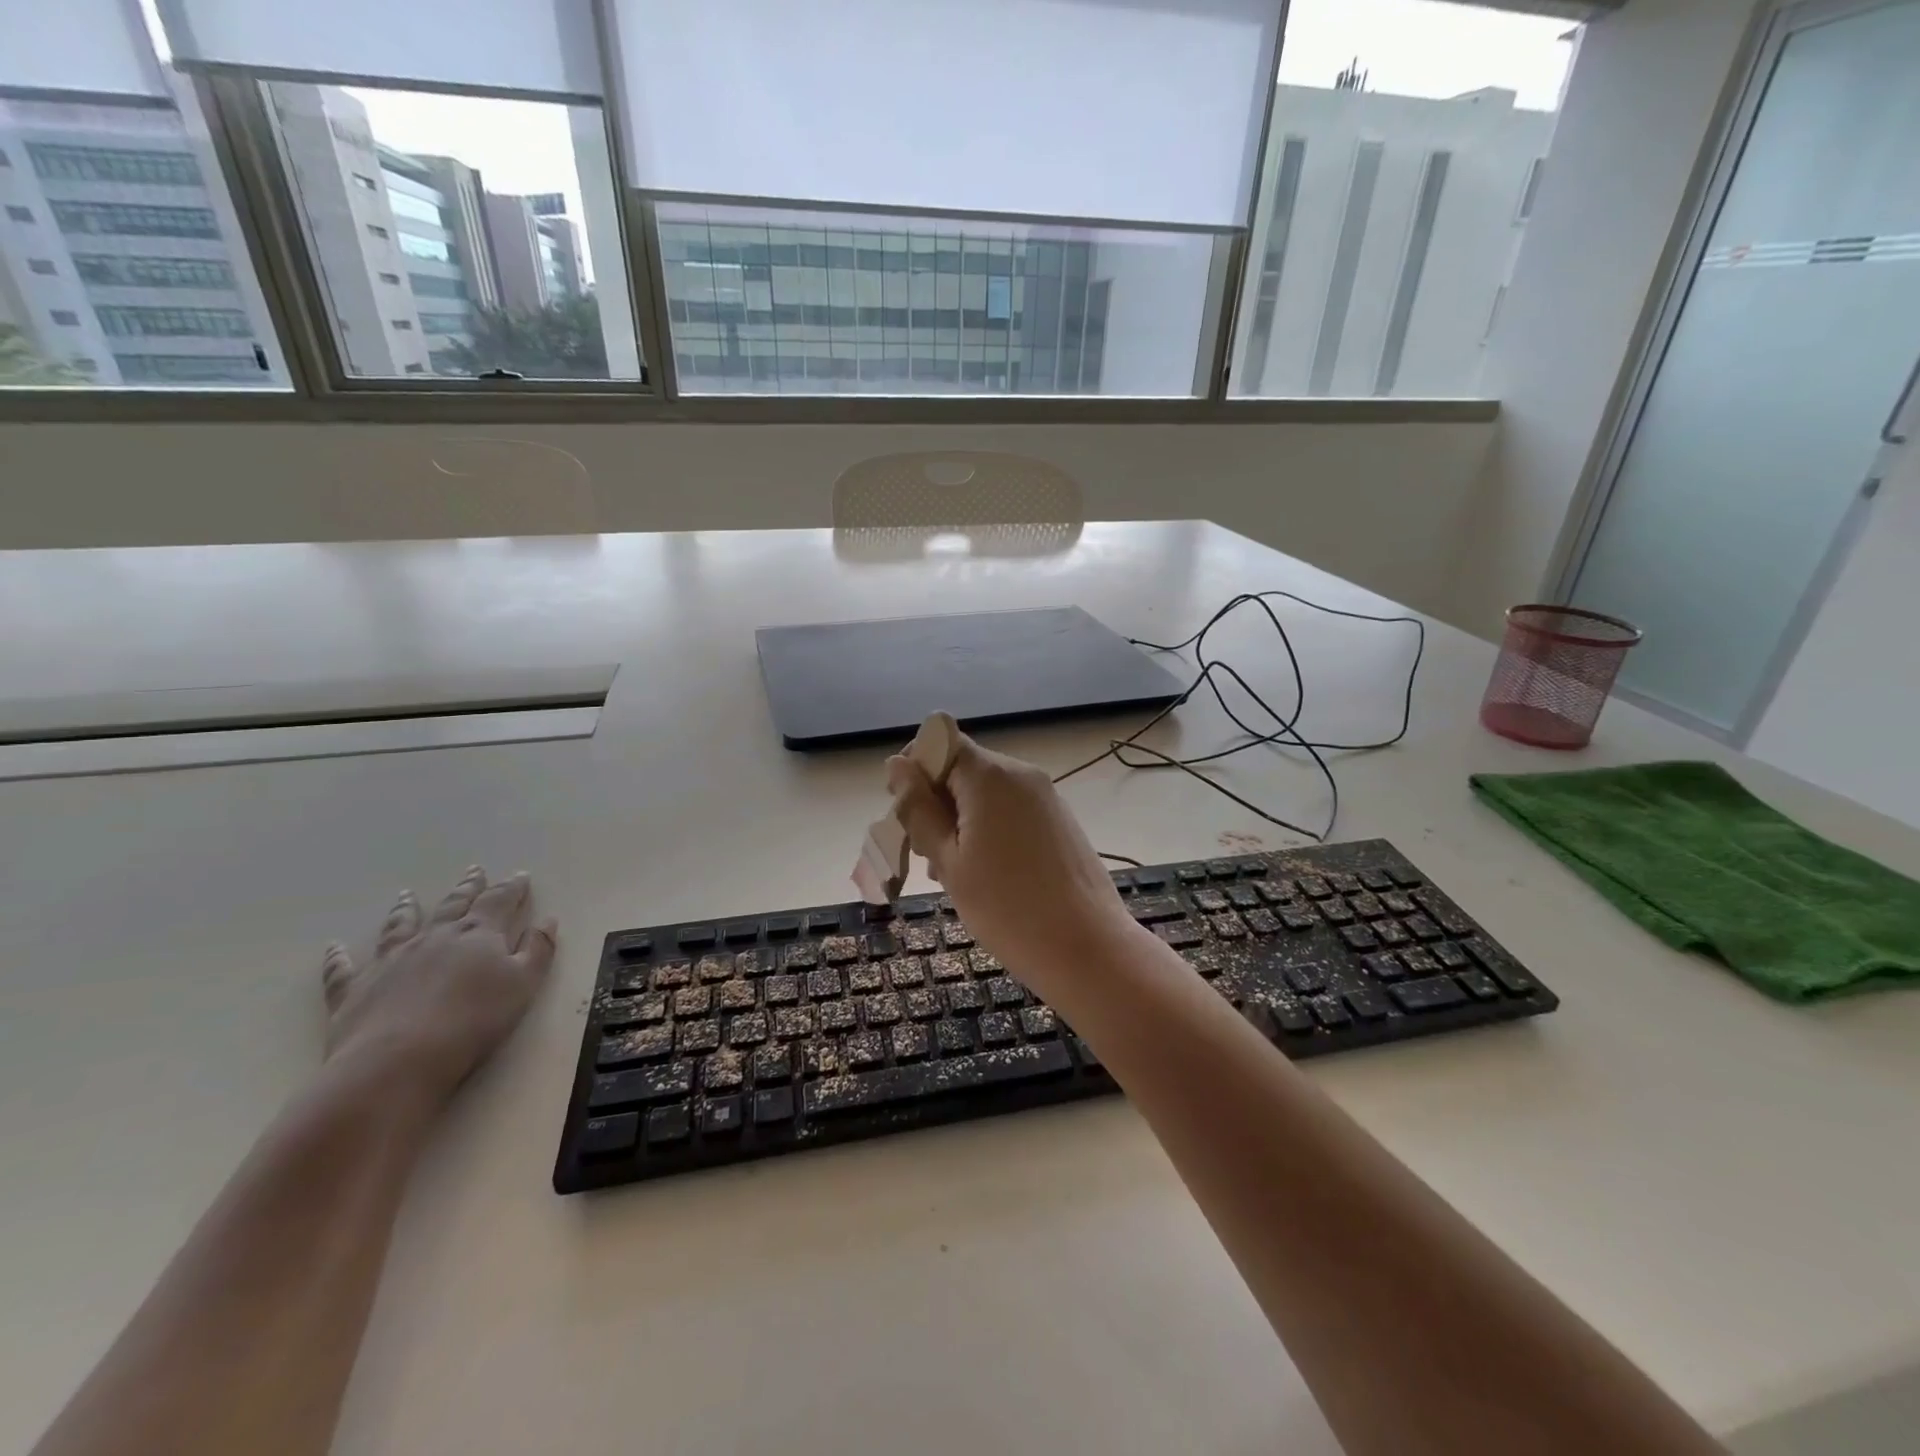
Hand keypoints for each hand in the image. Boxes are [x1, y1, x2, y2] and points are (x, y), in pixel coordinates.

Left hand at [319, 867, 556, 1101]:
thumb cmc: (474, 1021)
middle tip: (474, 870)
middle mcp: (435, 937)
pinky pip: (344, 968)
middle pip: (454, 905)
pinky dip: (339, 956)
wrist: (398, 1061)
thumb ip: (538, 950)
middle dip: (468, 887)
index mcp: (478, 934)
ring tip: (406, 894)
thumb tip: (547, 920)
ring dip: (406, 909)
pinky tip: (334, 947)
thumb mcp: (524, 984)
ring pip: (400, 925)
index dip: (512, 888)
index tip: (520, 875)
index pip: (499, 901)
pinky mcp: (355, 989)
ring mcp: (392, 960)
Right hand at [887, 735, 1136, 995]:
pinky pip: (1011, 810)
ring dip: (959, 820)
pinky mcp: (1059, 820)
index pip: (940, 743)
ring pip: (986, 792)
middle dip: (935, 802)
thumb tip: (897, 764)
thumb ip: (920, 810)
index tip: (904, 812)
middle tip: (924, 855)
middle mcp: (1020, 774)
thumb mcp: (949, 861)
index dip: (915, 770)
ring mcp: (1045, 796)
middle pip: (963, 768)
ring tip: (951, 872)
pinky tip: (985, 874)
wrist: (1088, 947)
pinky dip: (988, 829)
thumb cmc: (1007, 908)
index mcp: (990, 776)